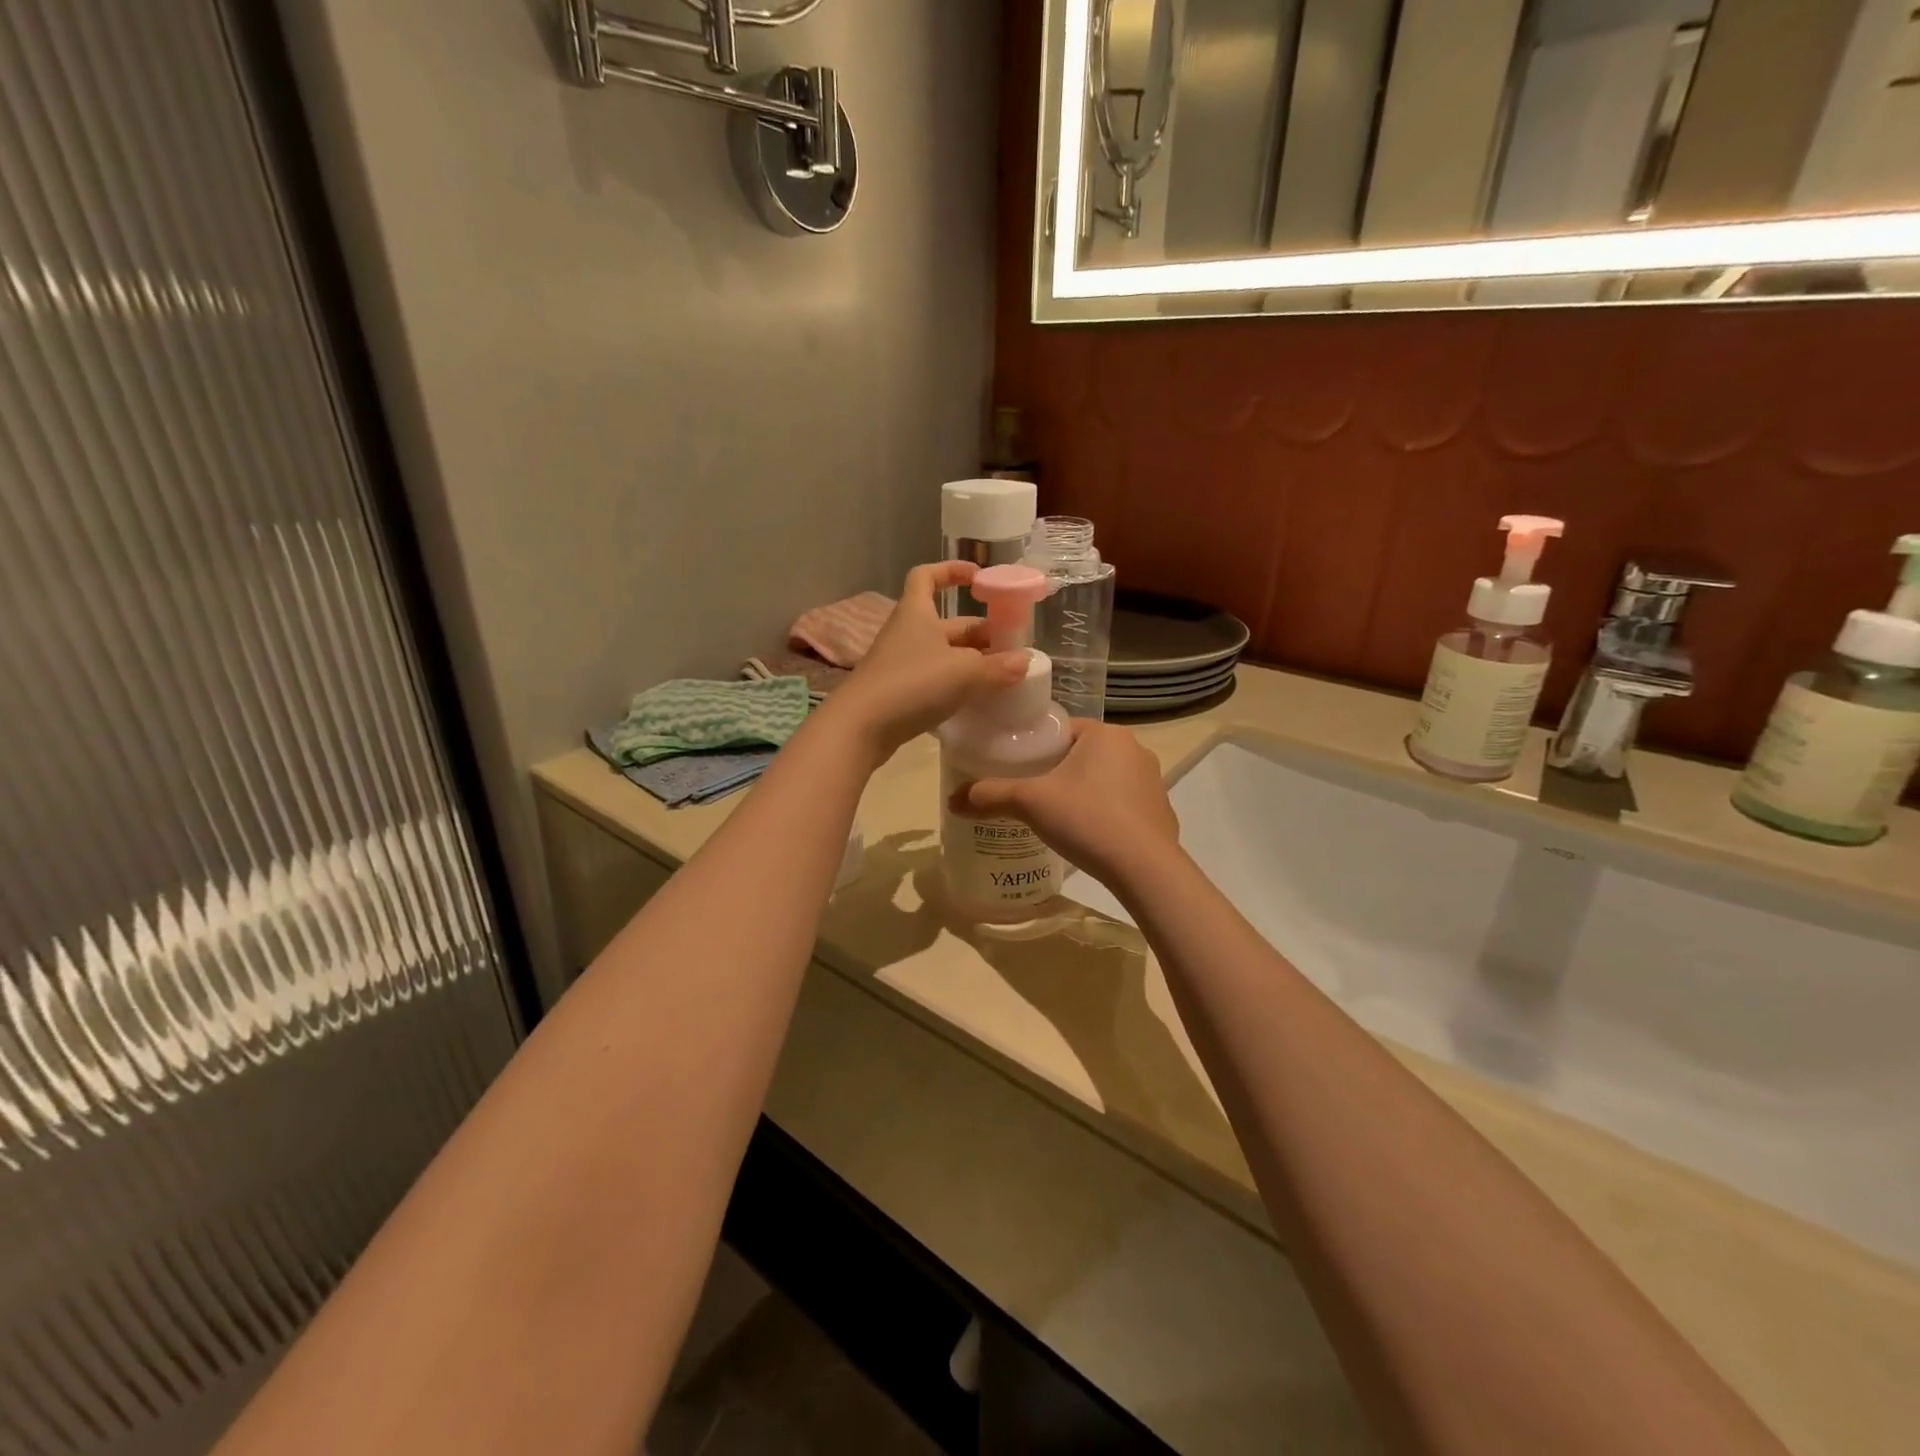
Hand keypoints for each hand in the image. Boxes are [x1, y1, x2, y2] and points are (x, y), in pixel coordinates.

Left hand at [827, 562, 1027, 760]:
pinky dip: (955, 686)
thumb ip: (997, 668)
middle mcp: (907, 633)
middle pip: (947, 624)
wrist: (861, 727)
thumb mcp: (964, 673)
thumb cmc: (913, 684)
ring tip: (1001, 676)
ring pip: (942, 655)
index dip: (952, 571)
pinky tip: (976, 701)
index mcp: (917, 613)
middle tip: (1009, 649)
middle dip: (979, 633)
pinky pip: (933, 680)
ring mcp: (900, 664)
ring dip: (971, 662)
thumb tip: (1023, 662)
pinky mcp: (898, 693)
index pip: (928, 576)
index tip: (979, 578)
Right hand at [965, 720, 1181, 888]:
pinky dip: (1105, 813)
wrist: (1144, 868)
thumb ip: (990, 796)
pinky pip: (1124, 804)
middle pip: (1083, 753)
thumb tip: (952, 800)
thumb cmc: (1086, 819)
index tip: (1016, 766)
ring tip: (1056, 816)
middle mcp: (1134, 749)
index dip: (1036, 745)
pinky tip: (1088, 835)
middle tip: (1030, 793)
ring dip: (1083, 791)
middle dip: (1058, 770)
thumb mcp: (1030, 803)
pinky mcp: (1161, 811)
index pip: (1062, 729)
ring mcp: (1153, 781)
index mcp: (1105, 733)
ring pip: (1105, 778)